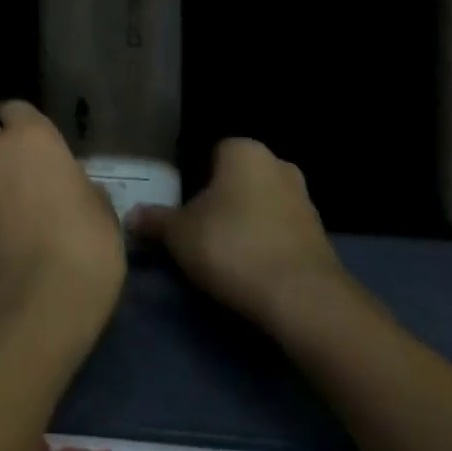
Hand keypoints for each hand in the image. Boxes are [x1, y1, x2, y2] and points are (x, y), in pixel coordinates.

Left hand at [0, 101, 124, 349]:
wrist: (33, 309)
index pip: (16, 108)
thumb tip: (75, 188)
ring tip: (19, 208)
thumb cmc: (83, 249)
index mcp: (32, 136)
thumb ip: (83, 188)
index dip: (25, 123)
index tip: (41, 142)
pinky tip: (9, 233)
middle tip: (28, 172)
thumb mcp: (104, 215)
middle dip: (3, 146)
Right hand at [130, 139, 351, 339]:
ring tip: (222, 256)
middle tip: (197, 230)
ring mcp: (305, 202)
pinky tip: (249, 272)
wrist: (304, 300)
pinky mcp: (321, 239)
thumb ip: (154, 220)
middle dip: (220, 201)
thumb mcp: (179, 234)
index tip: (181, 208)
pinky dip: (265, 247)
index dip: (192, 179)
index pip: (210, 153)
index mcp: (243, 150)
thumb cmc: (232, 245)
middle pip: (236, 180)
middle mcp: (278, 165)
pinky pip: (280, 234)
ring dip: (244, 225)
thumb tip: (130, 217)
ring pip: (260, 206)